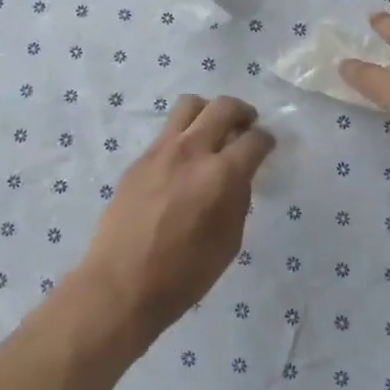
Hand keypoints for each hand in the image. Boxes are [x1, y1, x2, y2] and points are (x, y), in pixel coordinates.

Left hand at [77, 95, 273, 345]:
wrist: (121, 284)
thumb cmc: (183, 275)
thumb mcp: (228, 242)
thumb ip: (238, 200)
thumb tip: (238, 177)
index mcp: (221, 175)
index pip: (254, 140)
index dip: (266, 140)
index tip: (267, 145)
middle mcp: (192, 151)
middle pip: (223, 107)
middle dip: (243, 112)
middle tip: (246, 126)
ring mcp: (161, 150)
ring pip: (190, 105)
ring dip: (208, 112)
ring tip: (213, 131)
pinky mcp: (140, 159)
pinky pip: (168, 131)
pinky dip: (184, 134)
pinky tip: (185, 160)